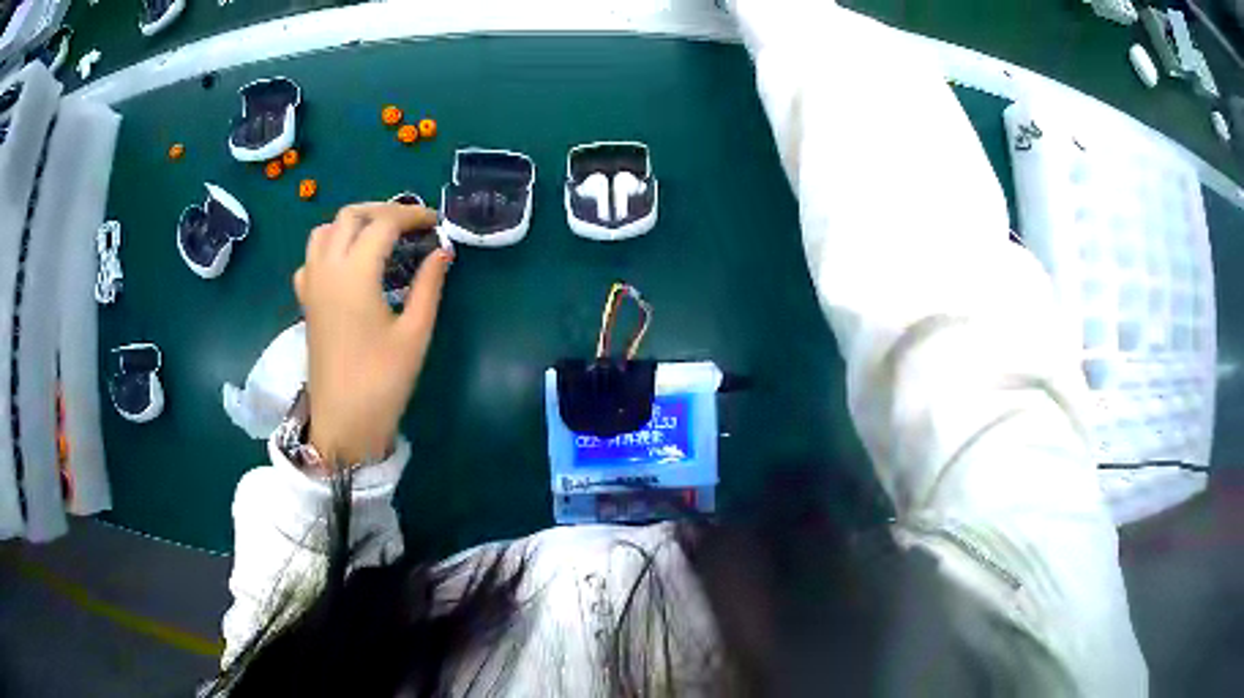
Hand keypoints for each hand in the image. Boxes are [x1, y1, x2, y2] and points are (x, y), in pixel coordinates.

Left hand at [293, 202, 452, 466]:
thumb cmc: (382, 381)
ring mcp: (311, 284)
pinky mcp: (306, 301)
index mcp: (355, 274)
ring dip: (353, 223)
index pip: (384, 223)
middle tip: (411, 225)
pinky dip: (331, 246)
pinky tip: (349, 264)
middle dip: (383, 210)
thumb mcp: (415, 333)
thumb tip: (442, 251)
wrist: (343, 422)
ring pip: (325, 230)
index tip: (435, 223)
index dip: (413, 216)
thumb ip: (428, 285)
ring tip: (380, 237)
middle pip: (350, 215)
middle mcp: (327, 269)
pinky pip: (312, 257)